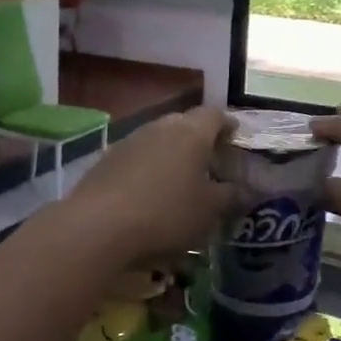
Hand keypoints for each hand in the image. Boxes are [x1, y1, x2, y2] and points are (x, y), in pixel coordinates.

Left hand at [62, 106, 235, 268]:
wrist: (98, 225)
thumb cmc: (166, 213)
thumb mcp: (208, 211)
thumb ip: (230, 196)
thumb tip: (243, 189)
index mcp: (192, 133)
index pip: (215, 115)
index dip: (227, 124)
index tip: (234, 136)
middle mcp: (162, 126)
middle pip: (186, 122)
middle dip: (199, 137)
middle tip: (209, 158)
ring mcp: (131, 139)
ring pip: (159, 137)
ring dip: (172, 151)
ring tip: (180, 175)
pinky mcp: (108, 158)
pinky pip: (138, 154)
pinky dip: (149, 165)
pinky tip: (149, 189)